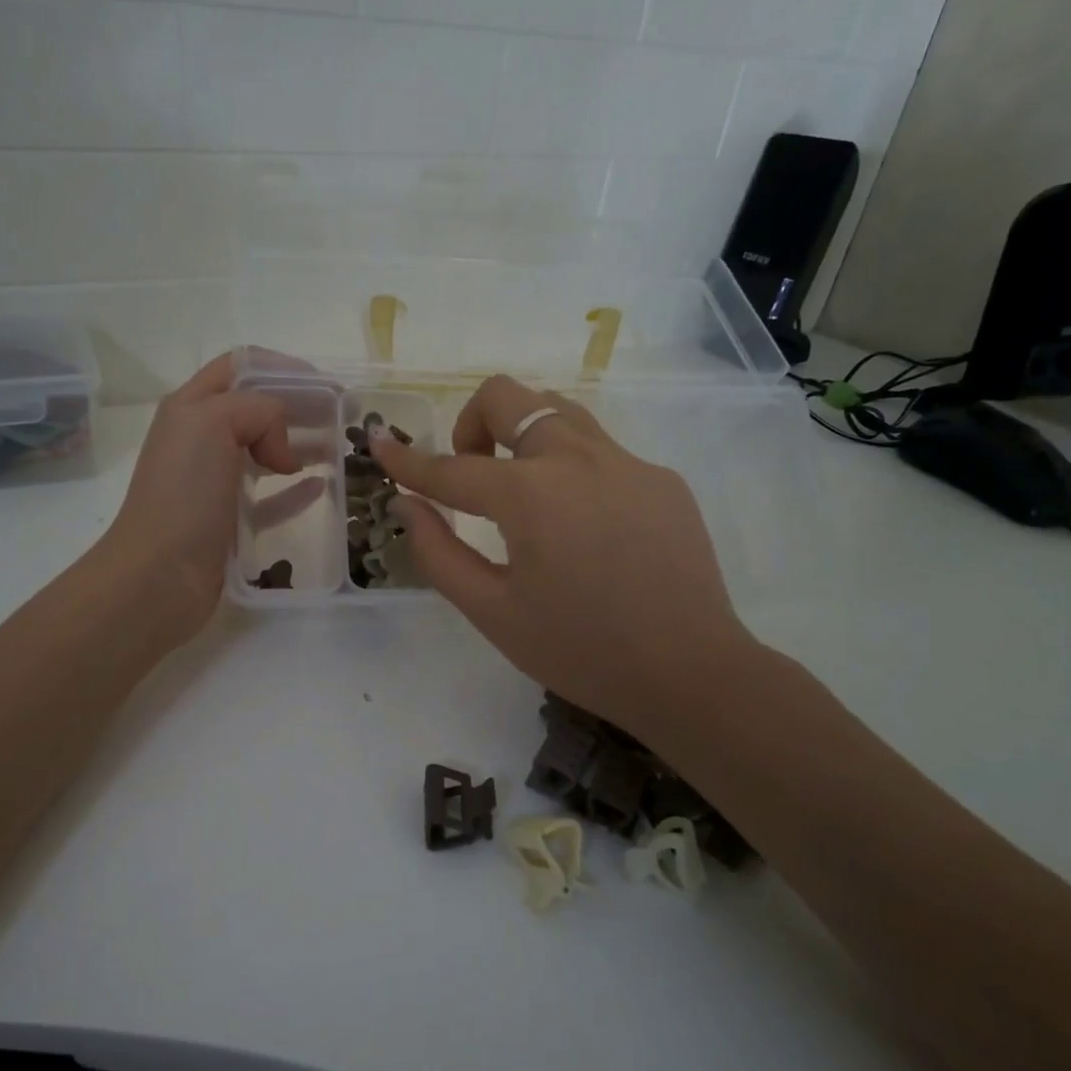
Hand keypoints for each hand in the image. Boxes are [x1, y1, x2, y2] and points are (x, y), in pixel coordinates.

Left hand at [98, 354, 319, 647]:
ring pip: (266, 451)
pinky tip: (321, 486)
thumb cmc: (184, 492)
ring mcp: (214, 482)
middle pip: (257, 409)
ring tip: (339, 447)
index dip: (282, 367)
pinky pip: (270, 497)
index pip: (240, 367)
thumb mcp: (213, 423)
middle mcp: (201, 438)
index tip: (323, 383)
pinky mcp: (229, 520)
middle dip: (299, 405)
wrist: (159, 575)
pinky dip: (295, 489)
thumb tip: (282, 451)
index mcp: (191, 407)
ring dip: (301, 444)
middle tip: (342, 415)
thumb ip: (258, 410)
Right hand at [371, 375, 763, 740]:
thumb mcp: (492, 611)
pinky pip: (600, 450)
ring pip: (556, 411)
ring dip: (521, 433)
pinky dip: (569, 468)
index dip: (406, 459)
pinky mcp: (660, 479)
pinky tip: (584, 526)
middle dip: (471, 423)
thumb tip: (407, 505)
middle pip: (507, 396)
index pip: (450, 468)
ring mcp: (626, 463)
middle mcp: (576, 458)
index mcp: (529, 494)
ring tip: (521, 490)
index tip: (379, 442)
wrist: (691, 673)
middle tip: (471, 473)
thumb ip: (438, 551)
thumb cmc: (580, 651)